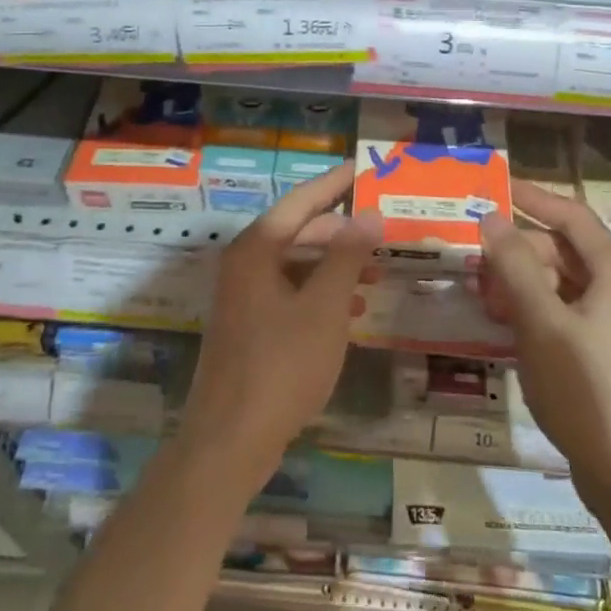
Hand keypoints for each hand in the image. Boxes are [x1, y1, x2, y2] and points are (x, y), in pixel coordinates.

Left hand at [180, 163, 379, 497]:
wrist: (229, 442)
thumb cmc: (281, 365)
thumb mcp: (324, 307)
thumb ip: (347, 257)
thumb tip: (369, 214)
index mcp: (256, 250)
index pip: (301, 201)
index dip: (334, 183)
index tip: (363, 167)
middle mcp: (244, 265)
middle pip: (298, 231)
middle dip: (341, 231)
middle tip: (381, 229)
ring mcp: (243, 297)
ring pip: (296, 265)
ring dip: (335, 265)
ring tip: (376, 274)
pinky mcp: (249, 327)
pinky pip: (290, 293)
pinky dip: (320, 294)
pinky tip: (351, 311)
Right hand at [478, 181, 610, 524]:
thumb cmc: (587, 390)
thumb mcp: (542, 322)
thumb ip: (514, 266)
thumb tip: (491, 216)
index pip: (571, 215)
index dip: (533, 197)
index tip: (494, 188)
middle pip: (561, 251)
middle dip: (517, 250)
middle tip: (474, 260)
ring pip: (558, 284)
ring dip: (520, 283)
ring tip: (482, 296)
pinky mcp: (601, 355)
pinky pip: (561, 314)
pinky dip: (531, 312)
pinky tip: (503, 326)